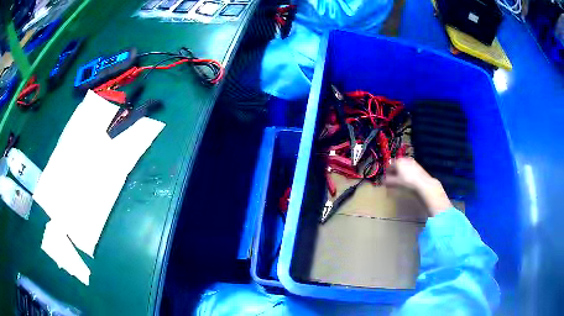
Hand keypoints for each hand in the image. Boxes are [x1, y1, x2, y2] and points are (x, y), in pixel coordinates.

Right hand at [384, 157, 451, 216]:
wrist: (423, 184)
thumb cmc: (407, 182)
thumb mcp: (395, 183)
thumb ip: (387, 181)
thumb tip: (382, 181)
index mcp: (398, 161)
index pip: (388, 166)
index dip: (386, 173)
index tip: (386, 180)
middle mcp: (404, 159)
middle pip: (396, 166)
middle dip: (393, 173)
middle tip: (393, 181)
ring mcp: (412, 162)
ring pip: (403, 167)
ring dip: (400, 173)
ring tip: (401, 181)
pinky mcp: (418, 166)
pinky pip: (409, 169)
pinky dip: (407, 173)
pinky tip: (409, 180)